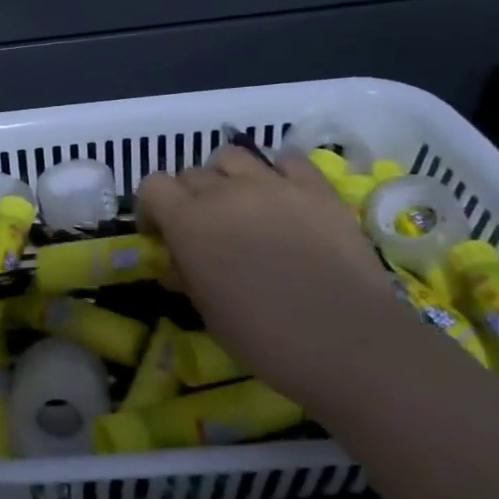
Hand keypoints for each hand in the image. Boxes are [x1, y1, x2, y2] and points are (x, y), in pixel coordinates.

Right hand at [137, 145, 403, 401]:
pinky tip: (285, 197)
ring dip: (229, 177)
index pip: (152, 186)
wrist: (346, 341)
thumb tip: (178, 263)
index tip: (161, 233)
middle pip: (192, 173)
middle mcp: (224, 191)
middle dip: (190, 197)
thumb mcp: (207, 312)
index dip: (152, 207)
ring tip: (243, 204)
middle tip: (206, 229)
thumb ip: (186, 276)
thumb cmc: (263, 337)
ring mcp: (272, 184)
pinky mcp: (316, 187)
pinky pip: (288, 160)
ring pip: (234, 156)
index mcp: (188, 221)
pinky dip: (279, 173)